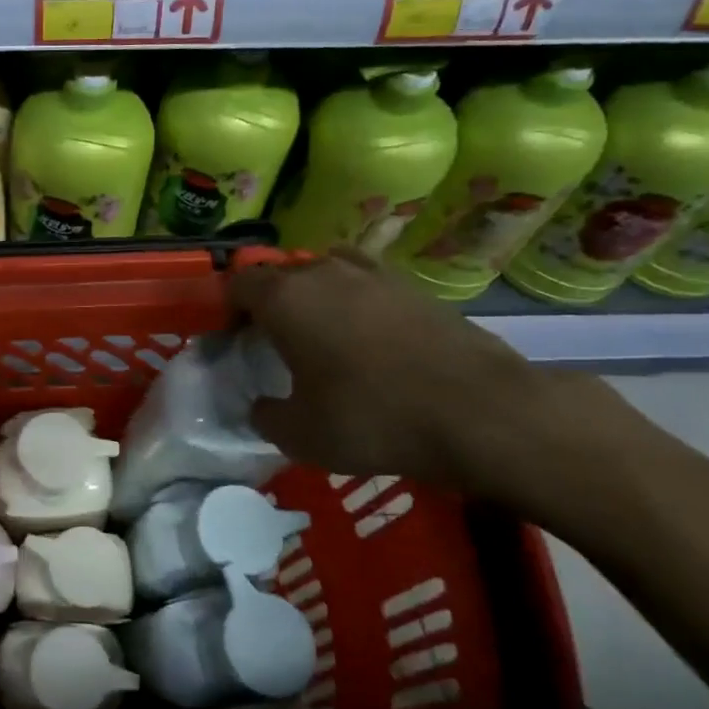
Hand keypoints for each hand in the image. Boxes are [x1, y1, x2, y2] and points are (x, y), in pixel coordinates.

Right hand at [229, 250, 619, 496]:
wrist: (481, 412)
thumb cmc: (372, 418)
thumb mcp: (300, 435)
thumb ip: (266, 417)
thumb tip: (262, 406)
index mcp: (285, 298)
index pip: (238, 283)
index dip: (228, 309)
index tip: (234, 340)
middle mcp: (324, 272)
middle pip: (281, 275)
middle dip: (270, 303)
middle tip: (275, 343)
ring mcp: (375, 275)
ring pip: (326, 273)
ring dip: (314, 297)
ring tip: (322, 335)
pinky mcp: (416, 288)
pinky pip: (367, 284)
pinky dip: (357, 303)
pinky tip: (369, 339)